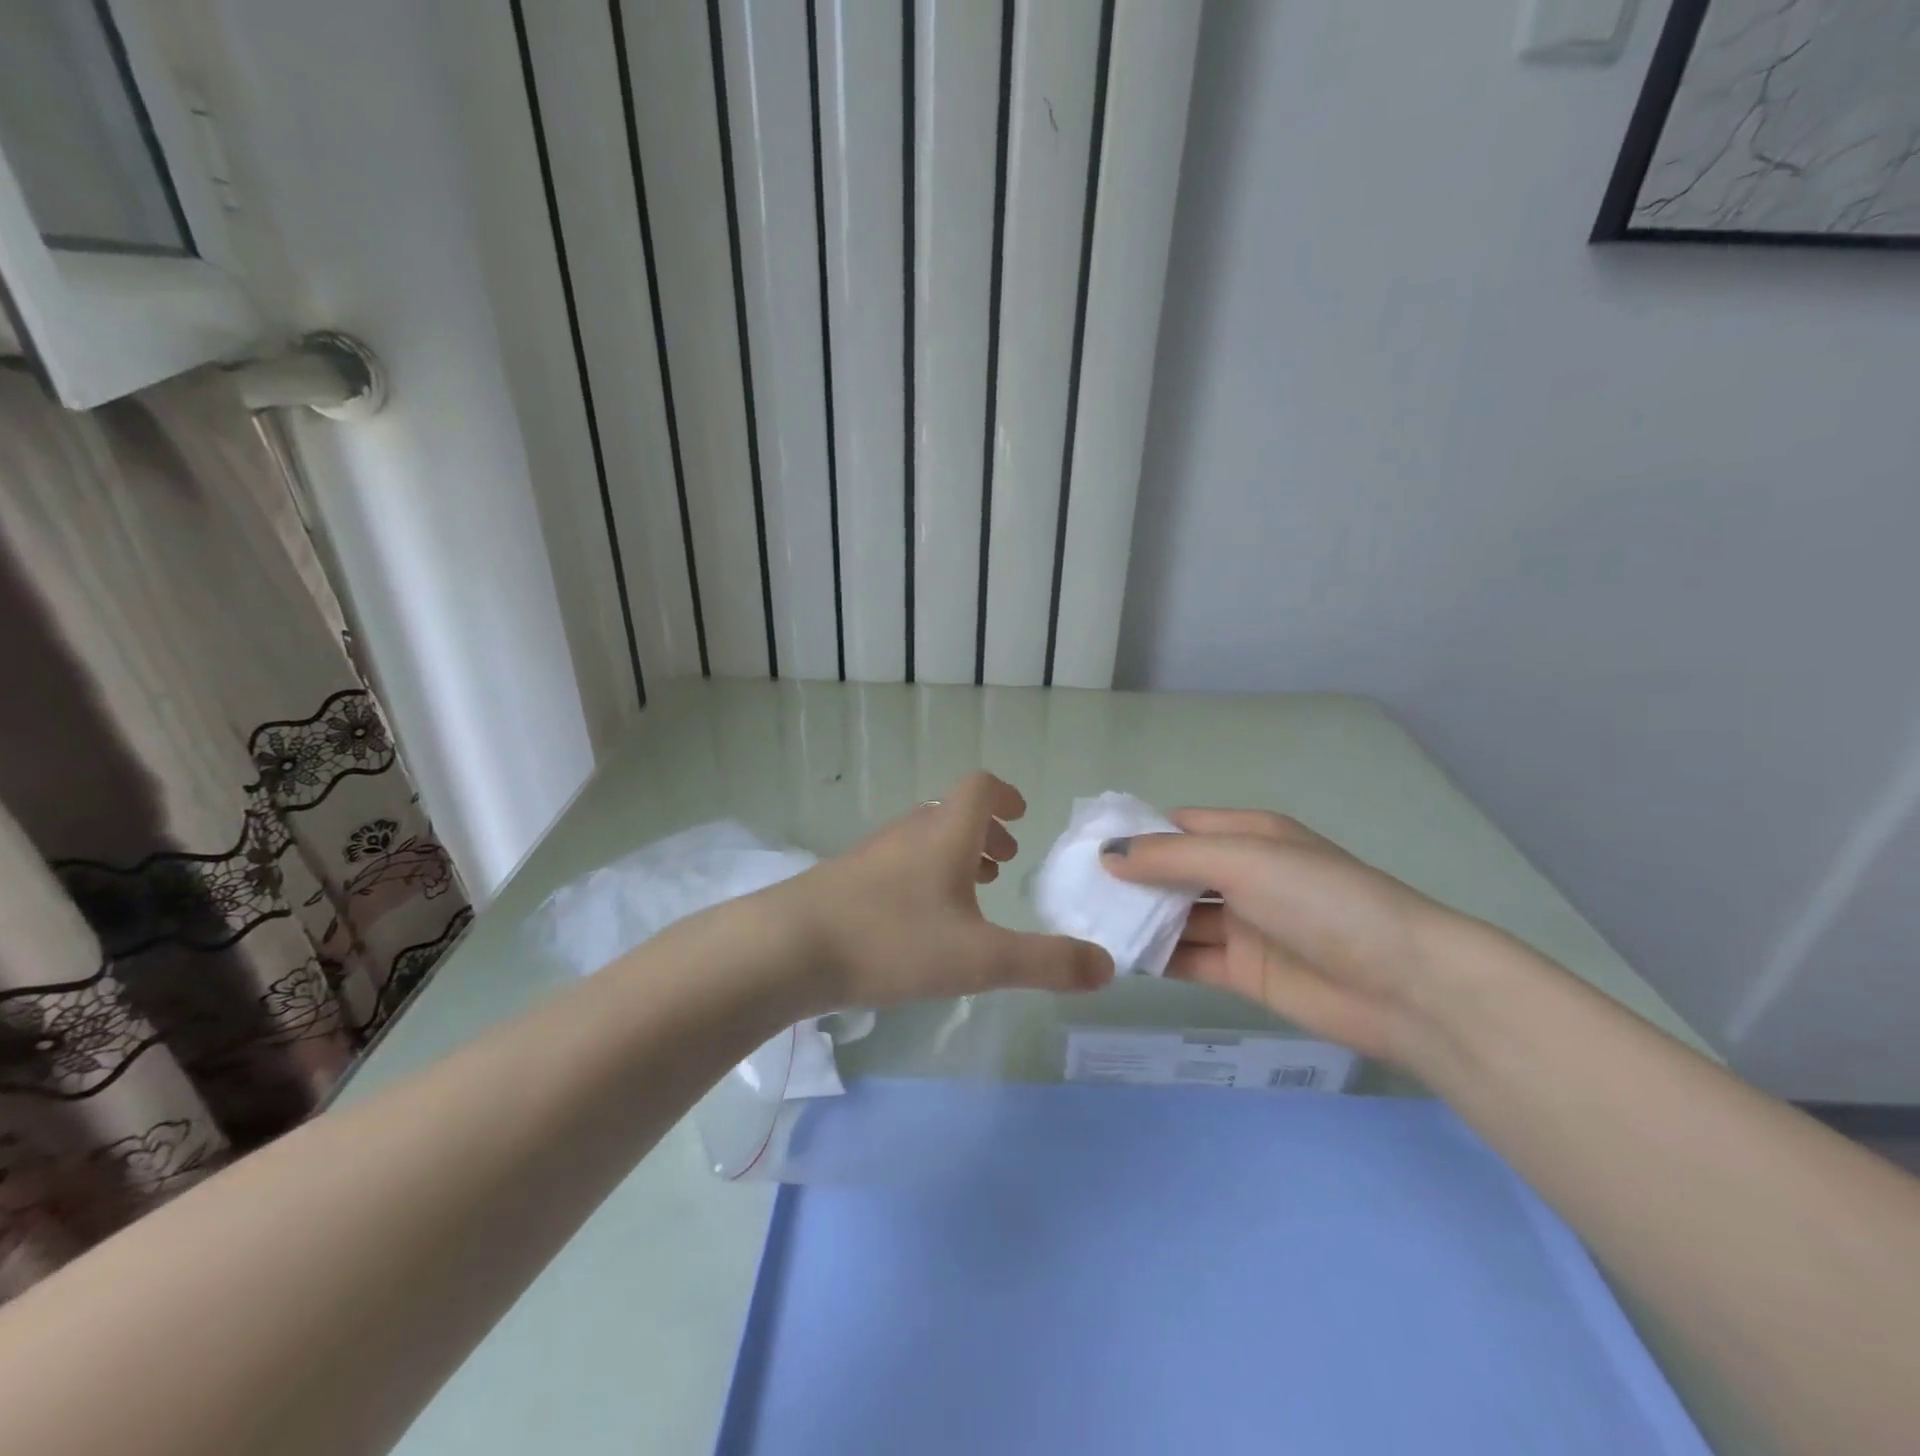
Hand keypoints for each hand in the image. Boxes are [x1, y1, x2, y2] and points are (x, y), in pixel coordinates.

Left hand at [770, 771, 1114, 1011]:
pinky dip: (922, 877)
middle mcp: (909, 832)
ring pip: (922, 839)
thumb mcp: (981, 959)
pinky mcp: (845, 880)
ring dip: (952, 855)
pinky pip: (897, 864)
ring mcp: (873, 854)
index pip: (980, 787)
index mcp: (945, 832)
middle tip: (1004, 861)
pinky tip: (919, 922)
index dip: (1005, 795)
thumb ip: (1047, 963)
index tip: (1022, 815)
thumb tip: (1108, 966)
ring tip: (969, 893)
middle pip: (951, 813)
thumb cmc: (893, 940)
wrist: (788, 948)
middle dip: (984, 832)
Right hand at [1100, 809, 1472, 1063]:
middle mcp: (1243, 875)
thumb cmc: (1320, 900)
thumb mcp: (1243, 860)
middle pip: (1172, 872)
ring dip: (1138, 919)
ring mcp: (1242, 925)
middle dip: (1129, 879)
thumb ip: (1171, 856)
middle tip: (1072, 890)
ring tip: (1084, 924)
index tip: (1084, 847)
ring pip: (1176, 916)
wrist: (1402, 985)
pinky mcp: (1243, 970)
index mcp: (1248, 835)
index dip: (1134, 833)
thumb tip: (1108, 855)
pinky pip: (1188, 957)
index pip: (1178, 826)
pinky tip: (1117, 958)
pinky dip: (1156, 957)